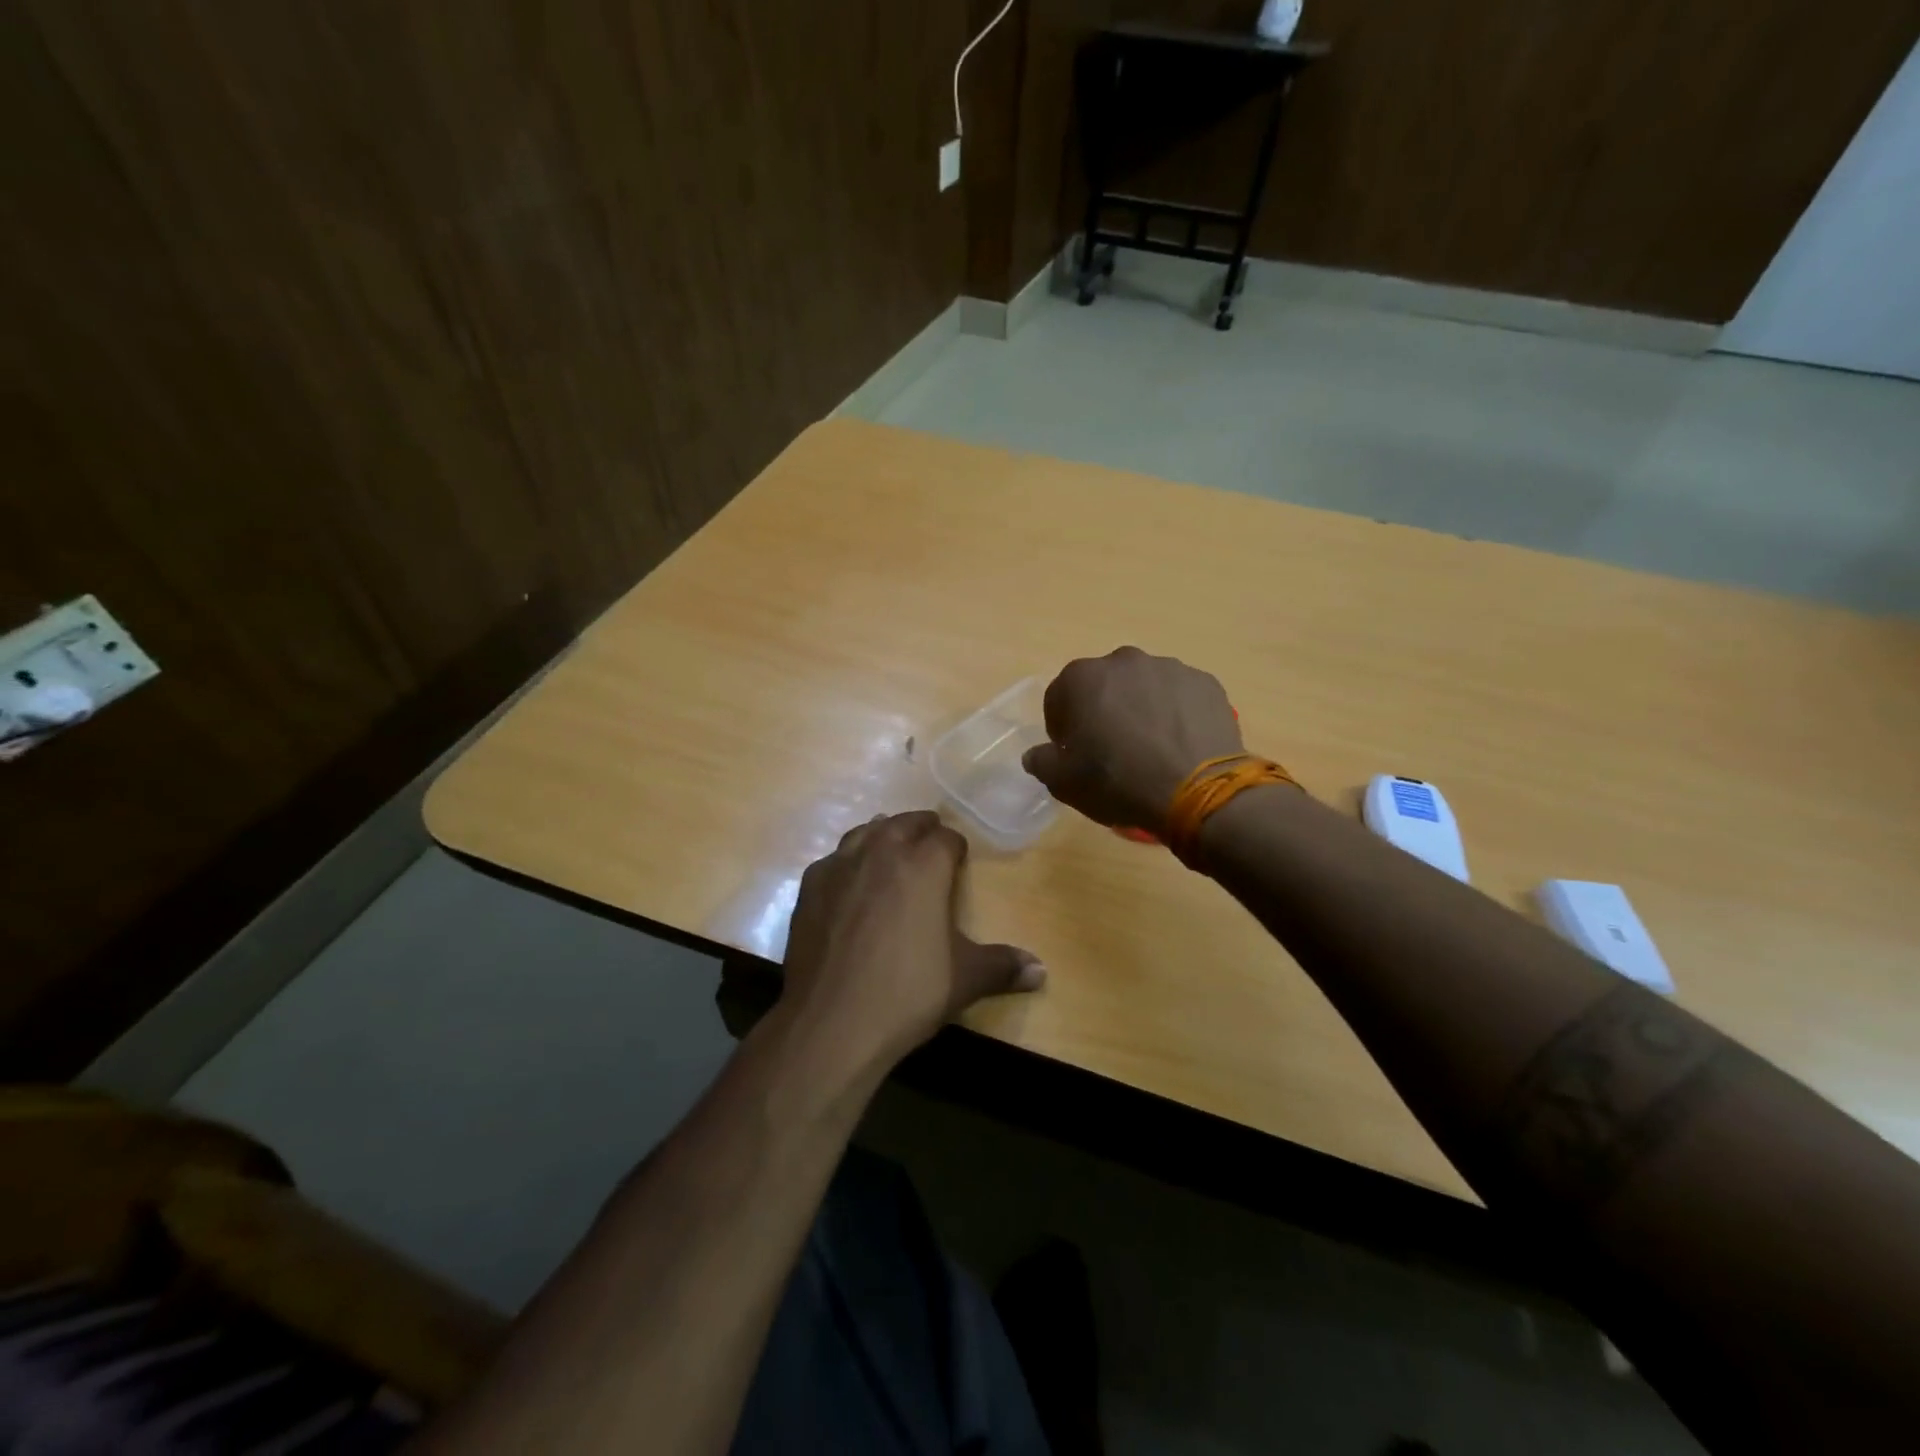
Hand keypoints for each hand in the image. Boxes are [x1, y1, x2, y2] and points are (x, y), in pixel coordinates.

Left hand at [781, 811, 1043, 1065]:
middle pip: (905, 823)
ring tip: (890, 848)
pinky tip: (849, 880)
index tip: (959, 860)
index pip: (946, 838)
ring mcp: (840, 866)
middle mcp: (881, 853)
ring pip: (865, 832)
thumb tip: (1041, 971)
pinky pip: (833, 858)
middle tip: (929, 844)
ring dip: (882, 835)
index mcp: (924, 866)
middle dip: (921, 829)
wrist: (831, 1021)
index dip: (956, 847)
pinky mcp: (810, 886)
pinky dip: (847, 860)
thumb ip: (1003, 967)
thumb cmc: (907, 993)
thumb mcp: (965, 980)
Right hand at [1021, 647, 1243, 832]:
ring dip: (1141, 708)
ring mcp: (1169, 667)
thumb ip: (1041, 762)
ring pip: (1144, 687)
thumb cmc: (1118, 782)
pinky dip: (1176, 714)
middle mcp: (1123, 661)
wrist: (1198, 791)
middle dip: (1104, 711)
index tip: (1076, 754)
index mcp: (1081, 678)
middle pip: (1104, 686)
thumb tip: (1036, 754)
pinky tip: (1180, 745)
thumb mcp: (1064, 783)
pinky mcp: (1205, 682)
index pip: (1059, 698)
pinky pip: (1180, 696)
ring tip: (1152, 748)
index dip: (1064, 729)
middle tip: (1114, 750)